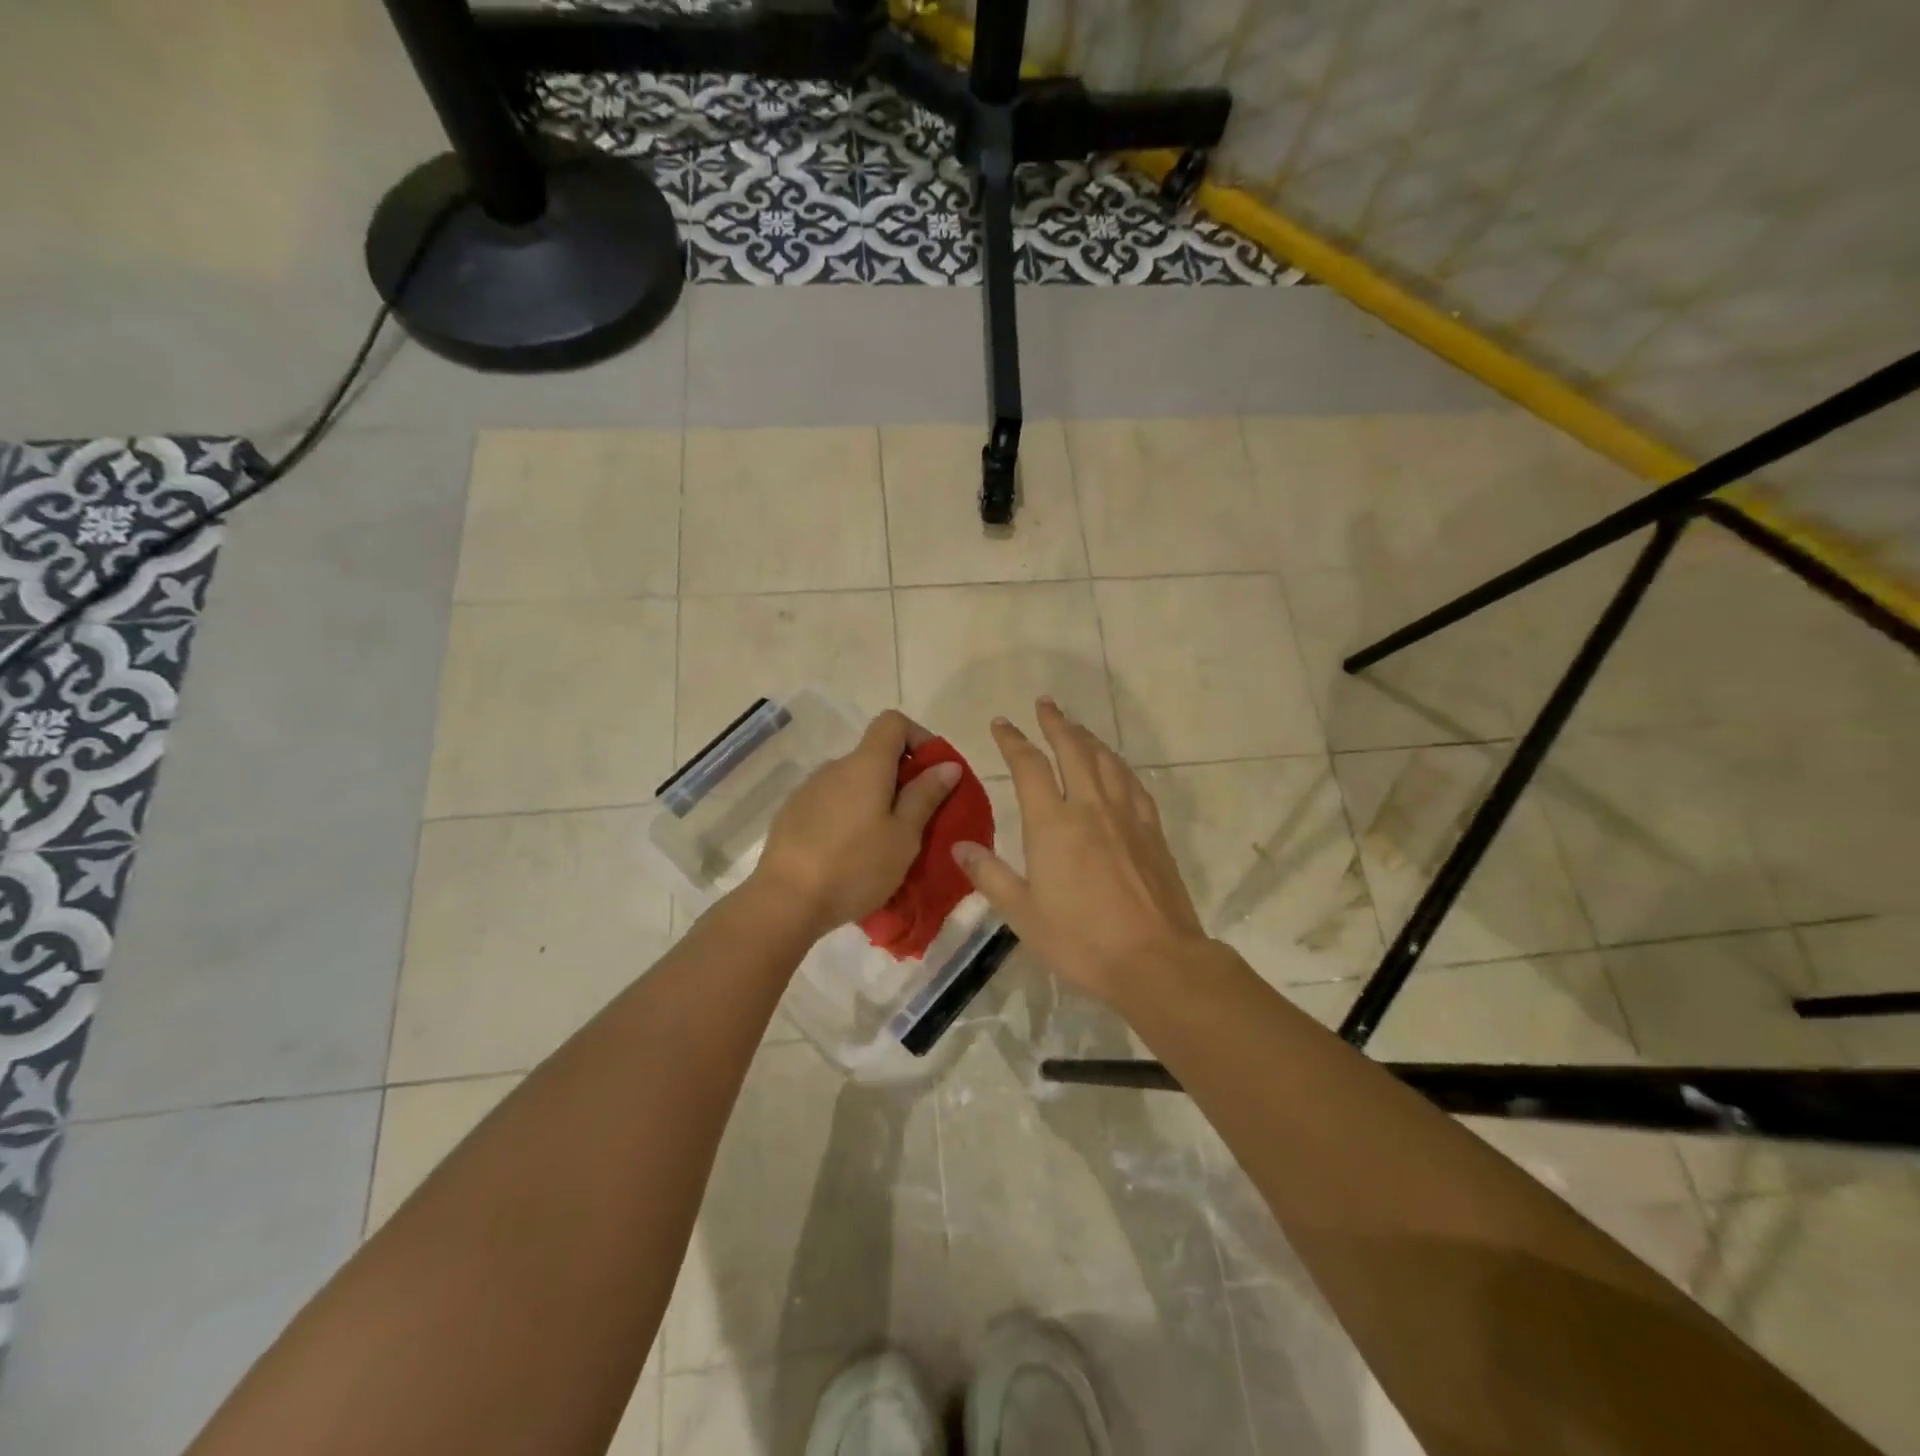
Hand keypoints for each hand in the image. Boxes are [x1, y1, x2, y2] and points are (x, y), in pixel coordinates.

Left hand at [751, 709, 959, 939]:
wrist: (784, 901)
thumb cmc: (854, 867)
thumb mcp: (903, 836)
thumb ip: (925, 796)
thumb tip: (947, 765)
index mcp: (865, 765)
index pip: (893, 722)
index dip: (919, 737)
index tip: (934, 772)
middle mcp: (834, 767)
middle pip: (874, 755)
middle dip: (902, 778)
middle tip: (917, 820)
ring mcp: (809, 790)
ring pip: (853, 783)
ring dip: (874, 800)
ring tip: (885, 844)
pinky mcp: (792, 814)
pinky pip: (832, 803)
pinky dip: (849, 816)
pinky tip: (851, 854)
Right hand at [953, 698, 1211, 1004]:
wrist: (1156, 960)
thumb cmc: (1081, 941)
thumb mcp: (1023, 914)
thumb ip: (990, 876)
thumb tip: (959, 846)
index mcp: (1053, 824)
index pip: (1028, 766)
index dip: (1013, 740)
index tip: (1002, 723)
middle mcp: (1090, 807)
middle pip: (1072, 749)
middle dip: (1055, 723)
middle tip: (1045, 703)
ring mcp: (1127, 815)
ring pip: (1105, 760)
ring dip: (1087, 737)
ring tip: (1075, 727)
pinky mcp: (1152, 830)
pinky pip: (1133, 783)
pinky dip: (1118, 765)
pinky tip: (1115, 767)